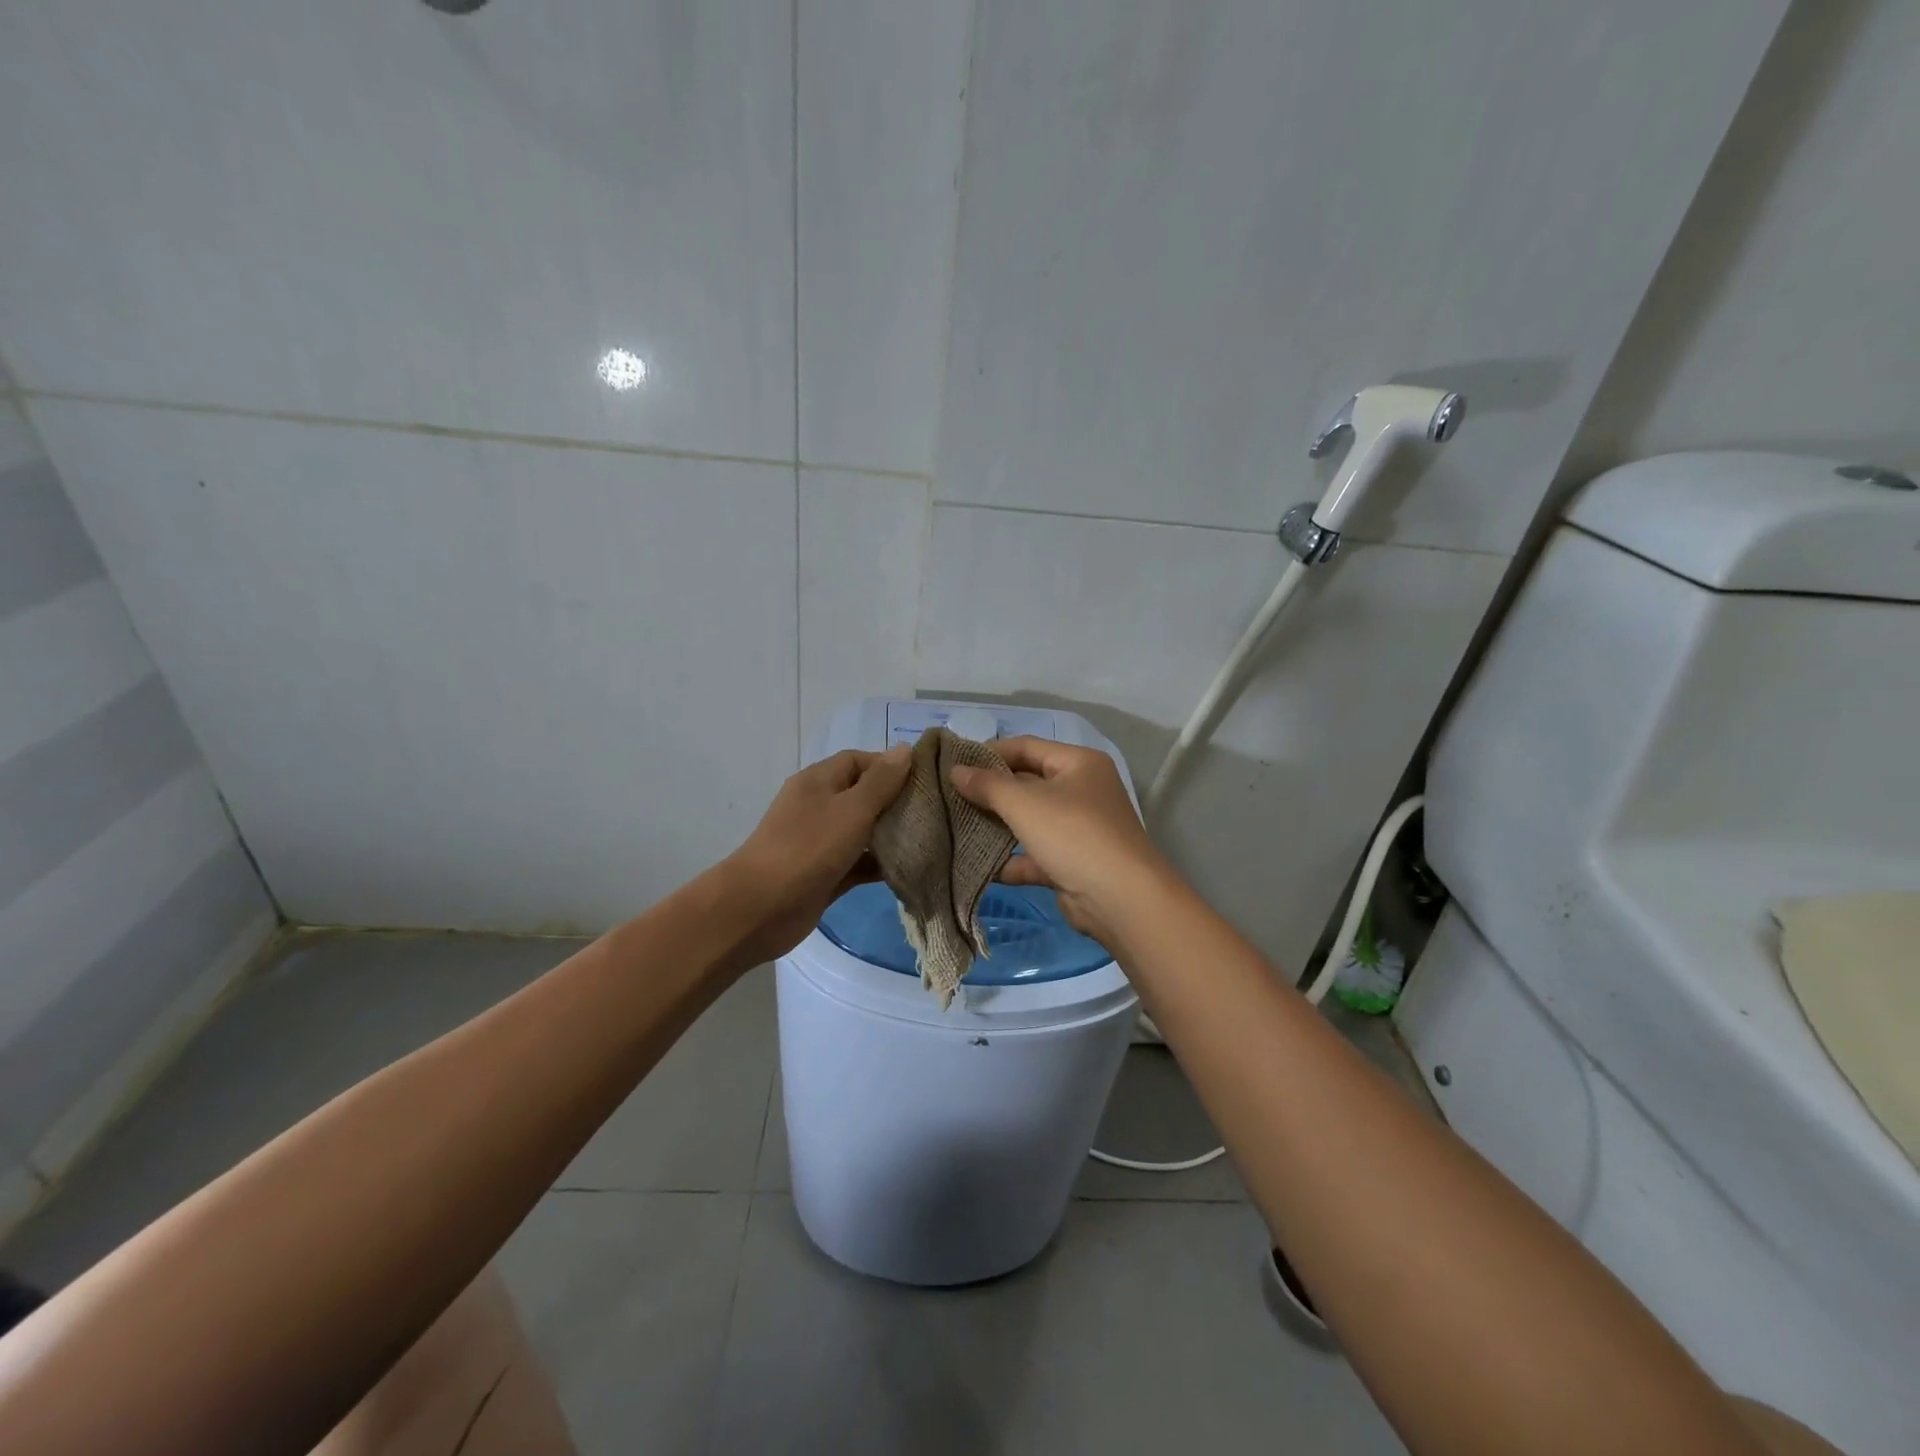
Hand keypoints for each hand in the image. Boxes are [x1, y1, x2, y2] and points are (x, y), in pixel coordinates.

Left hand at [723, 745, 911, 962]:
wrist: (759, 908)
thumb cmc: (808, 848)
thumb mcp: (852, 809)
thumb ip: (881, 781)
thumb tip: (905, 749)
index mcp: (819, 781)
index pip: (860, 760)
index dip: (891, 766)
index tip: (925, 782)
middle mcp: (819, 806)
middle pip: (863, 796)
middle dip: (896, 802)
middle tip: (933, 813)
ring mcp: (820, 842)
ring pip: (863, 832)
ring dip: (890, 836)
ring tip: (928, 840)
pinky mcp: (825, 874)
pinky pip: (858, 863)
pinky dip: (879, 865)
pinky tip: (909, 870)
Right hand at [949, 737, 1172, 946]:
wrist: (1120, 899)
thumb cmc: (1073, 834)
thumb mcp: (1025, 803)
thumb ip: (987, 785)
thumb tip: (956, 770)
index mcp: (1078, 763)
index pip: (1027, 746)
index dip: (989, 752)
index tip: (954, 763)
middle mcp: (1082, 790)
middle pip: (1027, 783)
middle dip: (991, 791)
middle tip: (950, 796)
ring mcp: (1079, 829)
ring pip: (1030, 821)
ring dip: (997, 826)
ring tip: (957, 827)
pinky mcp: (1072, 863)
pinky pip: (1034, 855)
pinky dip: (1010, 860)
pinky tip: (978, 866)